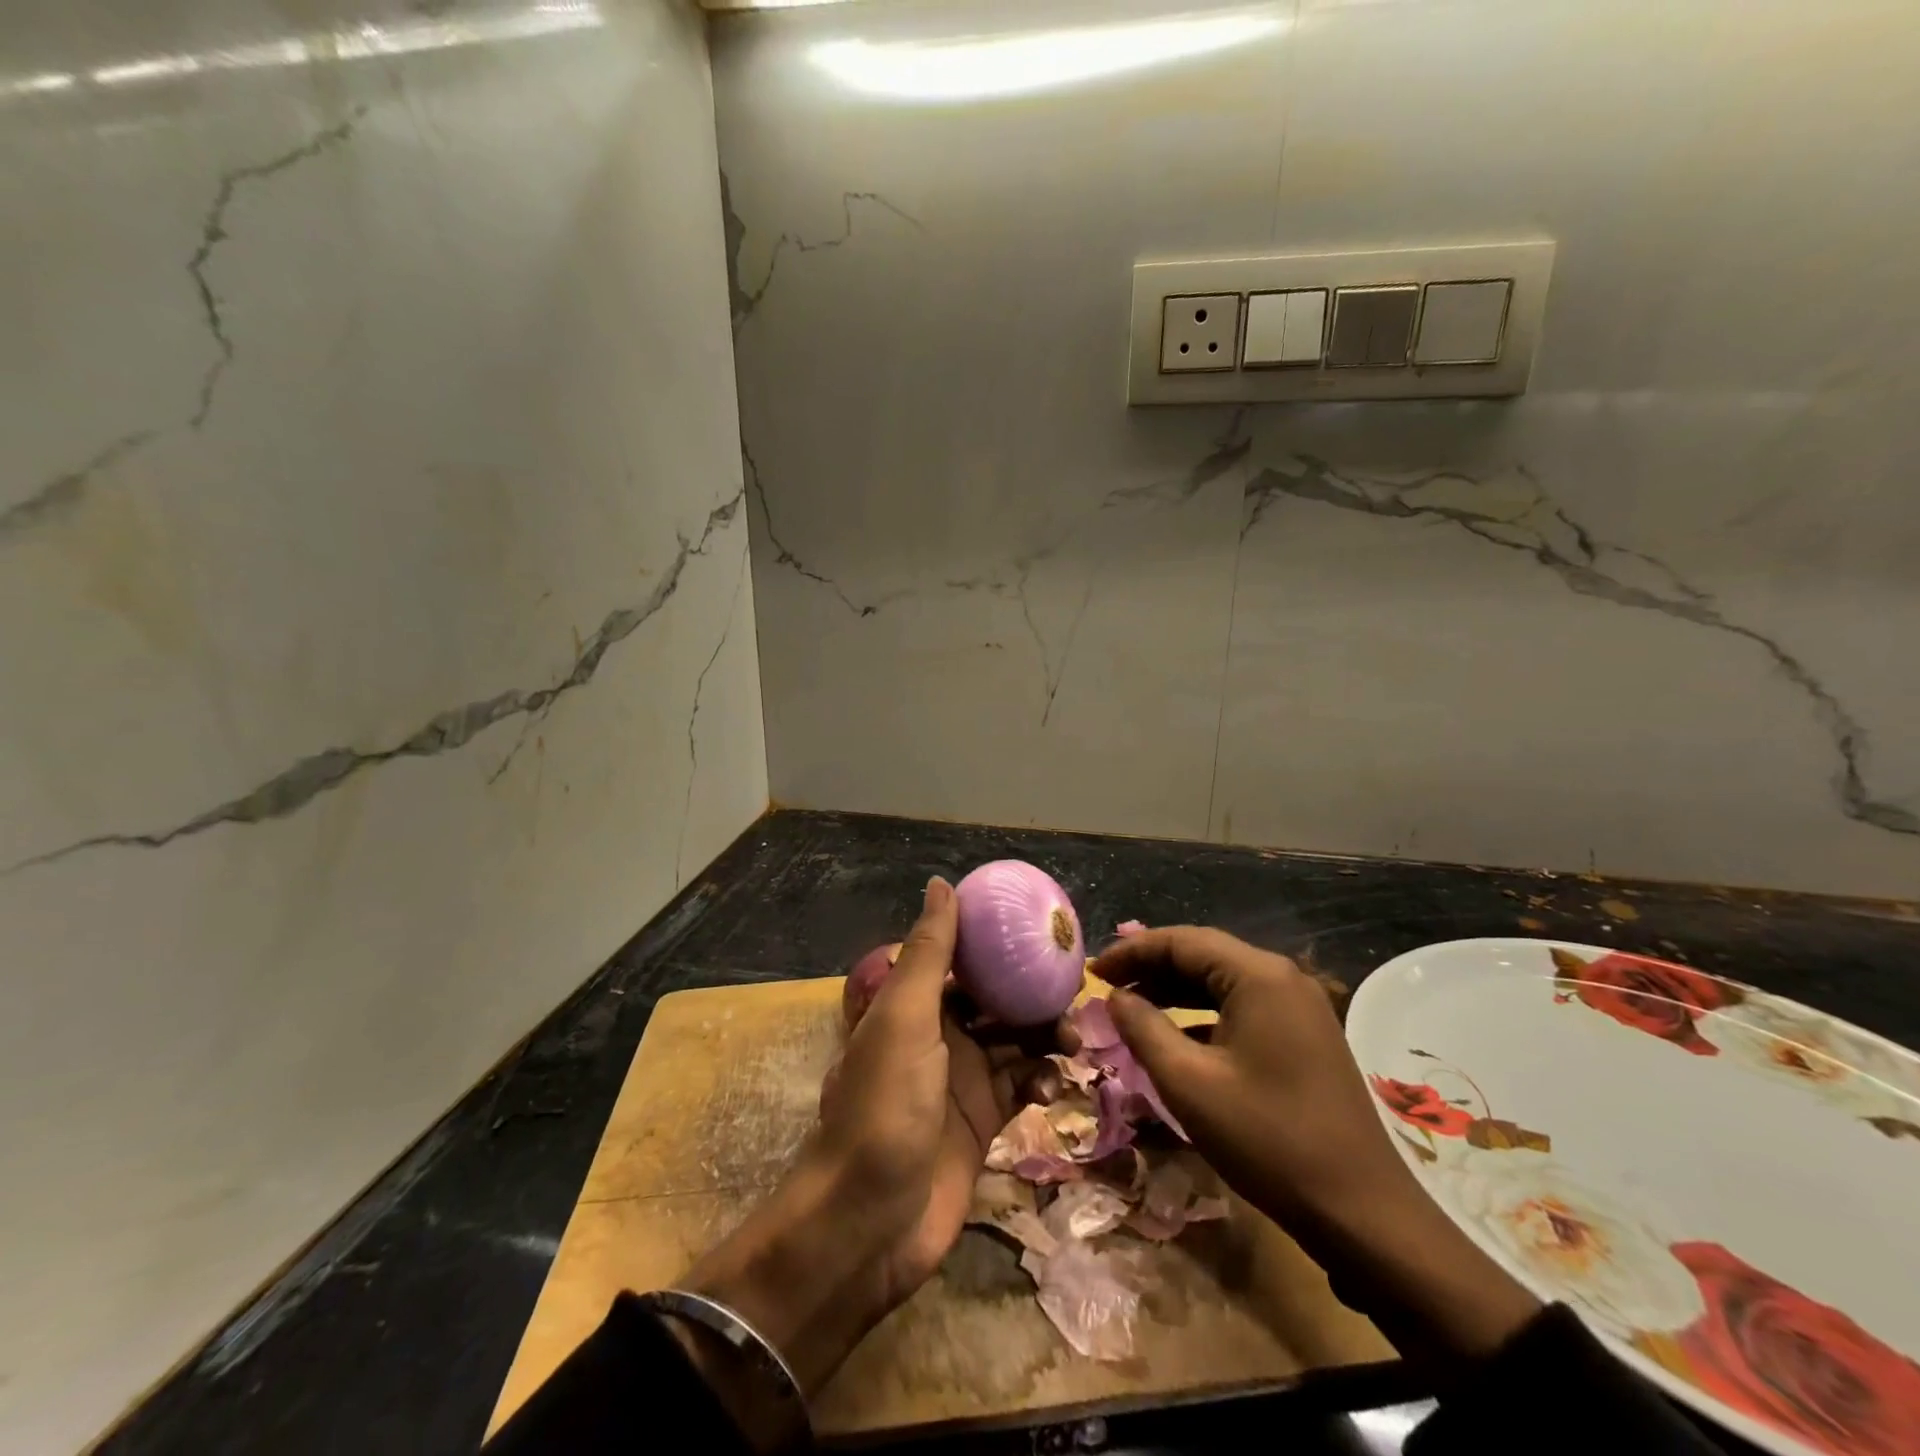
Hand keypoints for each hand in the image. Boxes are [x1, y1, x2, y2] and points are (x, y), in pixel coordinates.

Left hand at [672, 878, 1022, 1440]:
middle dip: (1034, 993)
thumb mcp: (904, 1017)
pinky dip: (1041, 1082)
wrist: (868, 1222)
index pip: (966, 961)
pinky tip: (1054, 1089)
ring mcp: (963, 1082)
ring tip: (1072, 1041)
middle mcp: (941, 1036)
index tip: (1046, 935)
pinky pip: (1021, 1089)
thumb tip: (941, 882)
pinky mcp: (983, 1126)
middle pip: (998, 1001)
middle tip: (1077, 992)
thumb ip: (928, 952)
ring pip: (1015, 1043)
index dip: (1002, 944)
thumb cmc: (884, 1106)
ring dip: (1044, 1037)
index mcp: (917, 1005)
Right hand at [1093, 926, 1539, 1369]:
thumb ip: (1143, 1029)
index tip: (1093, 971)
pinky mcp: (1306, 1035)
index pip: (1181, 941)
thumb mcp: (1189, 1083)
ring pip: (1223, 980)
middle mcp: (1283, 977)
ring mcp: (1300, 1006)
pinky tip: (1179, 1035)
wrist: (1362, 1212)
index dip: (1132, 951)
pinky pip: (1244, 1006)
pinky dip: (1205, 1012)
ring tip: (1133, 1005)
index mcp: (1259, 976)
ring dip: (1176, 989)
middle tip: (1108, 986)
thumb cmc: (1268, 1140)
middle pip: (1204, 954)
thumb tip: (1115, 996)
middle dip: (1152, 966)